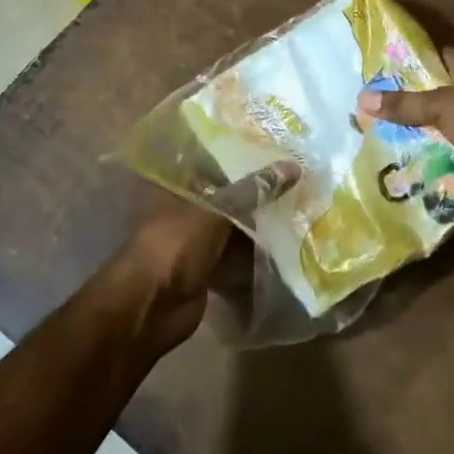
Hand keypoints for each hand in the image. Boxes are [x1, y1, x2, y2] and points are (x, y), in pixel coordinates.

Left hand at [103, 162, 300, 354]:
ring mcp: (197, 241)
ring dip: (261, 223)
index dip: (243, 154)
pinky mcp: (208, 270)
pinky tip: (288, 245)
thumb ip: (254, 189)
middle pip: (228, 195)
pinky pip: (238, 256)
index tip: (278, 147)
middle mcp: (188, 209)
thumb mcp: (217, 209)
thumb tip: (293, 166)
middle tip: (300, 177)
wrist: (151, 306)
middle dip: (258, 191)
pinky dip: (258, 253)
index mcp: (180, 185)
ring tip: (301, 207)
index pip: (215, 161)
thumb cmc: (176, 244)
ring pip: (235, 227)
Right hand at [359, 47, 453, 199]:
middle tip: (384, 106)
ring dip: (435, 119)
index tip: (383, 72)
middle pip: (444, 82)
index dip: (410, 60)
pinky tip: (432, 149)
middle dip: (419, 93)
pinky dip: (452, 137)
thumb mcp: (441, 110)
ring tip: (400, 130)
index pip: (434, 52)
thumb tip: (361, 97)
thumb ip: (404, 105)